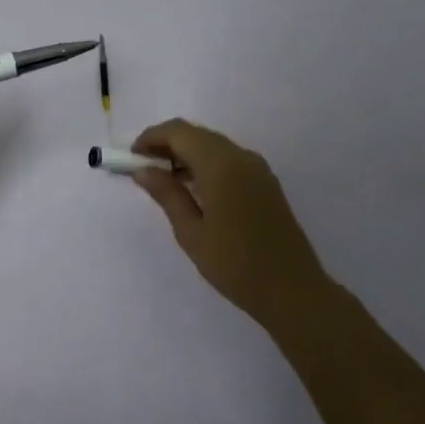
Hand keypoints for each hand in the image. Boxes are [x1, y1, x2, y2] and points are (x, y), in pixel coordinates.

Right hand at [129, 119, 330, 323]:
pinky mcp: (266, 182)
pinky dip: (205, 163)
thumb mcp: (191, 232)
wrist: (293, 291)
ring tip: (164, 180)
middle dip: (166, 144)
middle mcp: (241, 156)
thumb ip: (166, 194)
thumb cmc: (235, 264)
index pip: (178, 132)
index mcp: (220, 164)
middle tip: (143, 168)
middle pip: (196, 134)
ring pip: (213, 145)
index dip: (151, 137)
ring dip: (186, 153)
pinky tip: (194, 189)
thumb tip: (142, 170)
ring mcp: (257, 168)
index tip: (131, 157)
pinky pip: (228, 159)